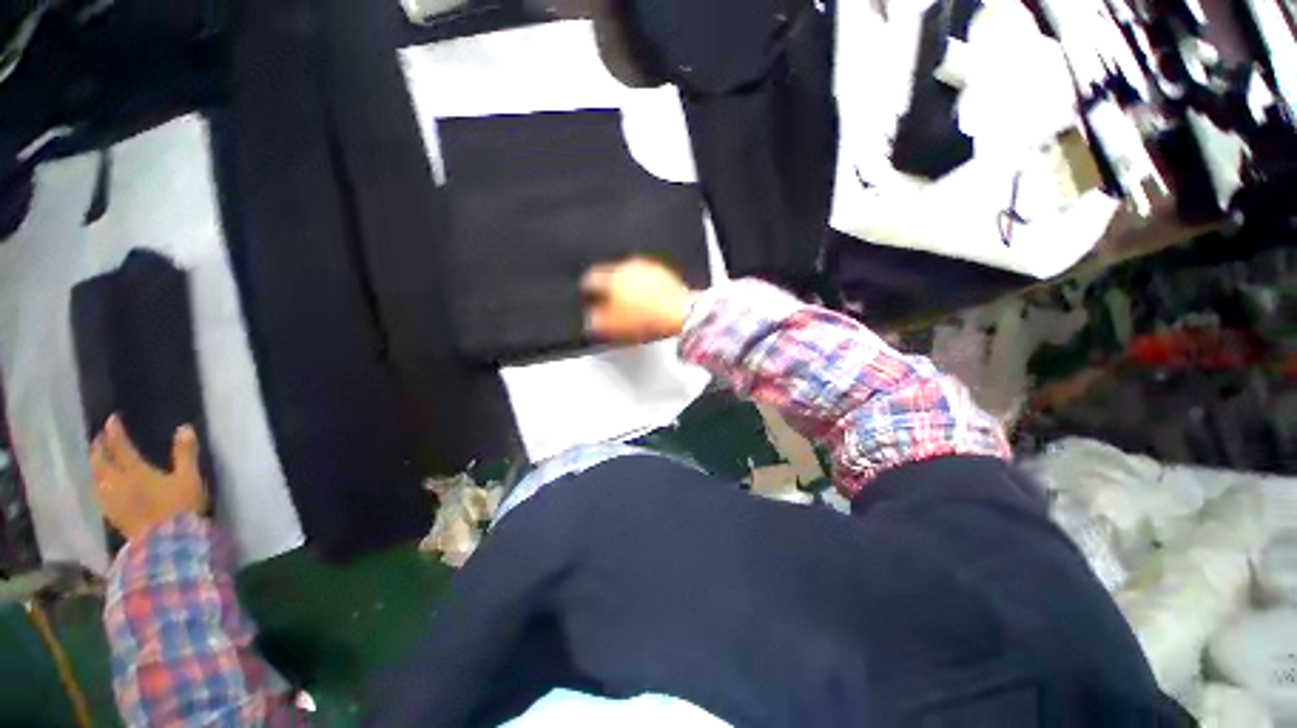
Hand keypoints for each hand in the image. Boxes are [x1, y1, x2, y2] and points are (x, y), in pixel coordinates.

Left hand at [91, 415, 207, 541]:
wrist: (168, 543)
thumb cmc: (180, 506)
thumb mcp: (189, 478)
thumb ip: (186, 454)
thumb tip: (185, 428)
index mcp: (135, 472)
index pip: (120, 447)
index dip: (115, 432)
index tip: (111, 419)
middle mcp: (117, 483)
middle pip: (100, 463)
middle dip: (98, 449)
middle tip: (98, 439)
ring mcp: (113, 502)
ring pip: (96, 480)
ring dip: (95, 468)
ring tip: (97, 462)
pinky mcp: (114, 516)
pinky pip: (101, 496)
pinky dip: (99, 486)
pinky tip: (102, 488)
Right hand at [581, 258, 695, 343]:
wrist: (680, 315)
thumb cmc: (647, 321)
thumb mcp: (612, 327)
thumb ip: (594, 320)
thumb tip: (591, 317)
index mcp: (612, 277)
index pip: (591, 278)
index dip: (586, 290)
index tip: (588, 297)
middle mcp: (629, 266)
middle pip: (610, 275)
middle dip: (607, 289)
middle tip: (608, 304)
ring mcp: (647, 268)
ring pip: (628, 276)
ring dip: (625, 287)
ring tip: (629, 305)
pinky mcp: (663, 273)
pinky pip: (645, 279)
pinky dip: (642, 288)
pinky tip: (646, 302)